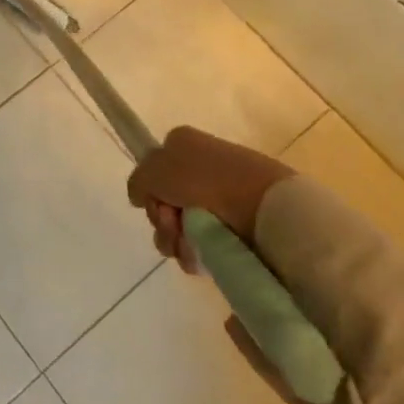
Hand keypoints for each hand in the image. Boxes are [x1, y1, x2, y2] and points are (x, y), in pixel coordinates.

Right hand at [126, 126, 293, 272]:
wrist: (266, 206)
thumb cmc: (206, 179)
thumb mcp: (155, 170)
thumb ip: (137, 181)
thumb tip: (139, 197)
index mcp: (183, 145)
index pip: (153, 170)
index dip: (150, 191)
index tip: (155, 203)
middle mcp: (201, 169)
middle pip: (165, 202)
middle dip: (162, 221)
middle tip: (173, 225)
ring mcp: (221, 198)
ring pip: (181, 226)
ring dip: (176, 240)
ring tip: (188, 247)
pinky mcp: (238, 227)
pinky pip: (204, 243)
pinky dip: (196, 253)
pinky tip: (200, 257)